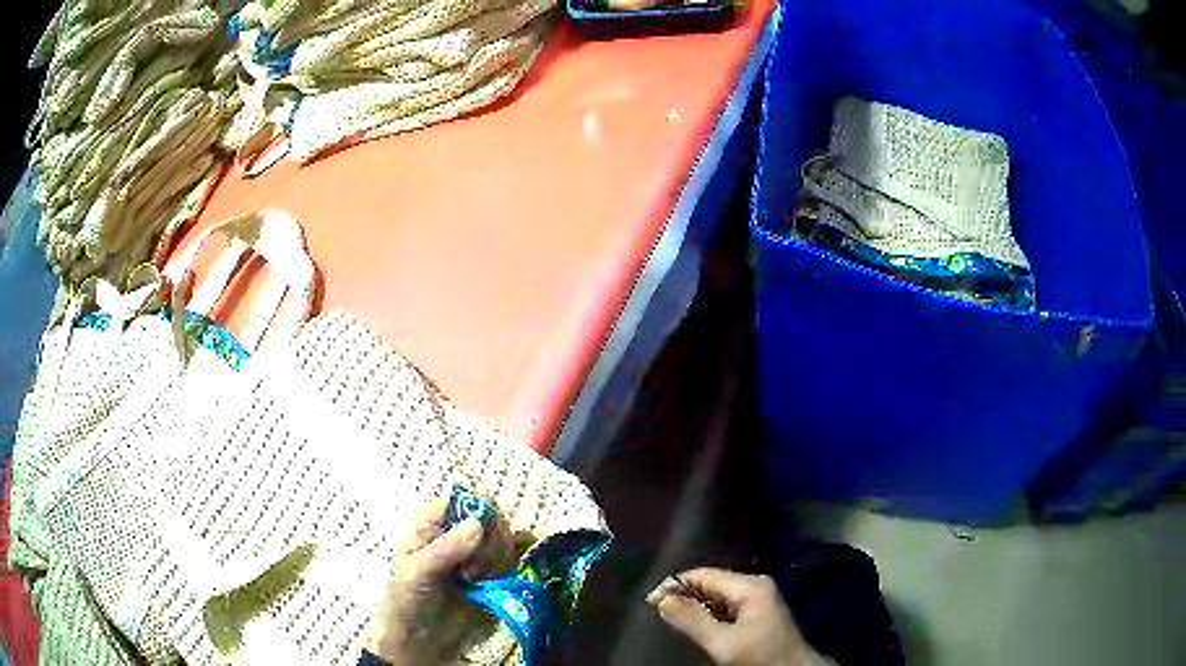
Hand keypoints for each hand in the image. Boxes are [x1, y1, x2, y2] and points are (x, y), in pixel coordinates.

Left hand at [366, 499, 506, 664]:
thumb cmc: (408, 599)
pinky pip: (513, 563)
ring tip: (474, 582)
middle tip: (471, 570)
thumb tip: (478, 523)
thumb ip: (446, 548)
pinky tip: (491, 587)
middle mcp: (459, 533)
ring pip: (506, 541)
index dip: (479, 514)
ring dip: (496, 562)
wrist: (423, 639)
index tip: (478, 539)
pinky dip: (507, 573)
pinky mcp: (495, 575)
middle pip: (492, 519)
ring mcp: (479, 554)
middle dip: (489, 545)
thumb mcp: (418, 572)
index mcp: (434, 522)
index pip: (465, 500)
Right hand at [647, 568, 830, 665]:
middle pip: (711, 584)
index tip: (651, 602)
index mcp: (750, 586)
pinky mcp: (759, 614)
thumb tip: (662, 599)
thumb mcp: (723, 643)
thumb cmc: (761, 656)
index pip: (704, 575)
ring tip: (674, 621)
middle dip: (685, 596)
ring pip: (718, 597)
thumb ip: (692, 620)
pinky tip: (698, 628)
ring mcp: (759, 599)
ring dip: (696, 607)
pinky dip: (710, 615)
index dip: (675, 585)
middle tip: (659, 613)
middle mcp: (755, 585)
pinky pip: (727, 608)